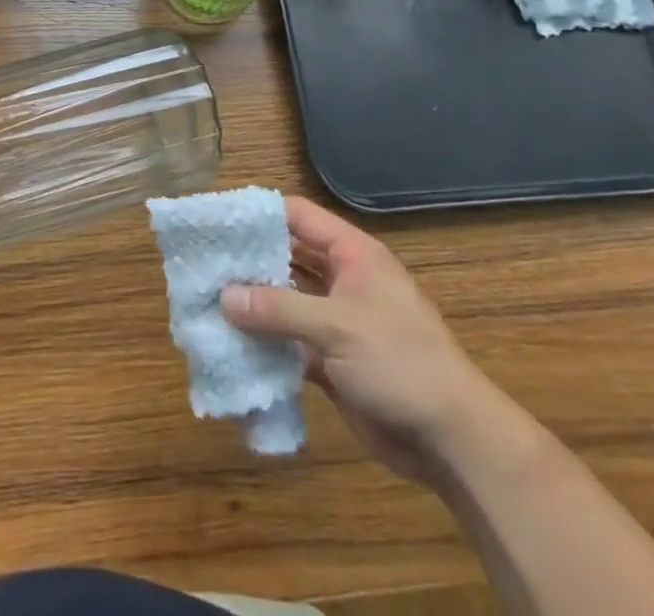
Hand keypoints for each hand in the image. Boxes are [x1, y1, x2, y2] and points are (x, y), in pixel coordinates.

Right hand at [220, 197, 497, 481]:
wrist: (451, 439)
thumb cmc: (399, 362)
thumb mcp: (337, 327)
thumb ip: (278, 309)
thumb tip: (223, 297)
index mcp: (352, 254)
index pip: (298, 216)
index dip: (259, 214)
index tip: (217, 218)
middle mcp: (341, 280)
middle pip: (287, 257)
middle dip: (249, 261)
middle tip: (203, 262)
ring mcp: (336, 321)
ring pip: (285, 301)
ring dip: (253, 304)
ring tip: (206, 300)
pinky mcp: (330, 360)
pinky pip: (289, 342)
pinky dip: (264, 343)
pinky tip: (229, 343)